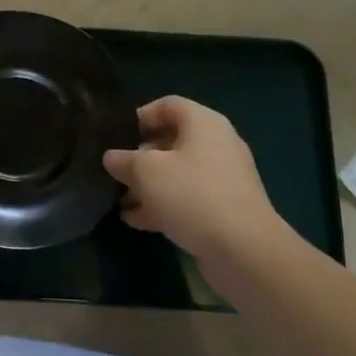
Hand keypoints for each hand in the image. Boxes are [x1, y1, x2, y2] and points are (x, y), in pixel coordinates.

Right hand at [103, 97, 291, 267]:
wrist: (244, 251)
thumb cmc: (192, 195)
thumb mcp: (146, 172)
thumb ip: (123, 160)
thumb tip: (111, 157)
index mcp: (203, 123)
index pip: (168, 105)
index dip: (140, 116)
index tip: (117, 136)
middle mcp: (217, 144)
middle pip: (171, 141)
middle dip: (140, 157)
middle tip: (116, 172)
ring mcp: (223, 179)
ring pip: (178, 173)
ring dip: (148, 186)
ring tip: (120, 201)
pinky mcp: (224, 209)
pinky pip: (188, 199)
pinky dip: (163, 205)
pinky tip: (136, 221)